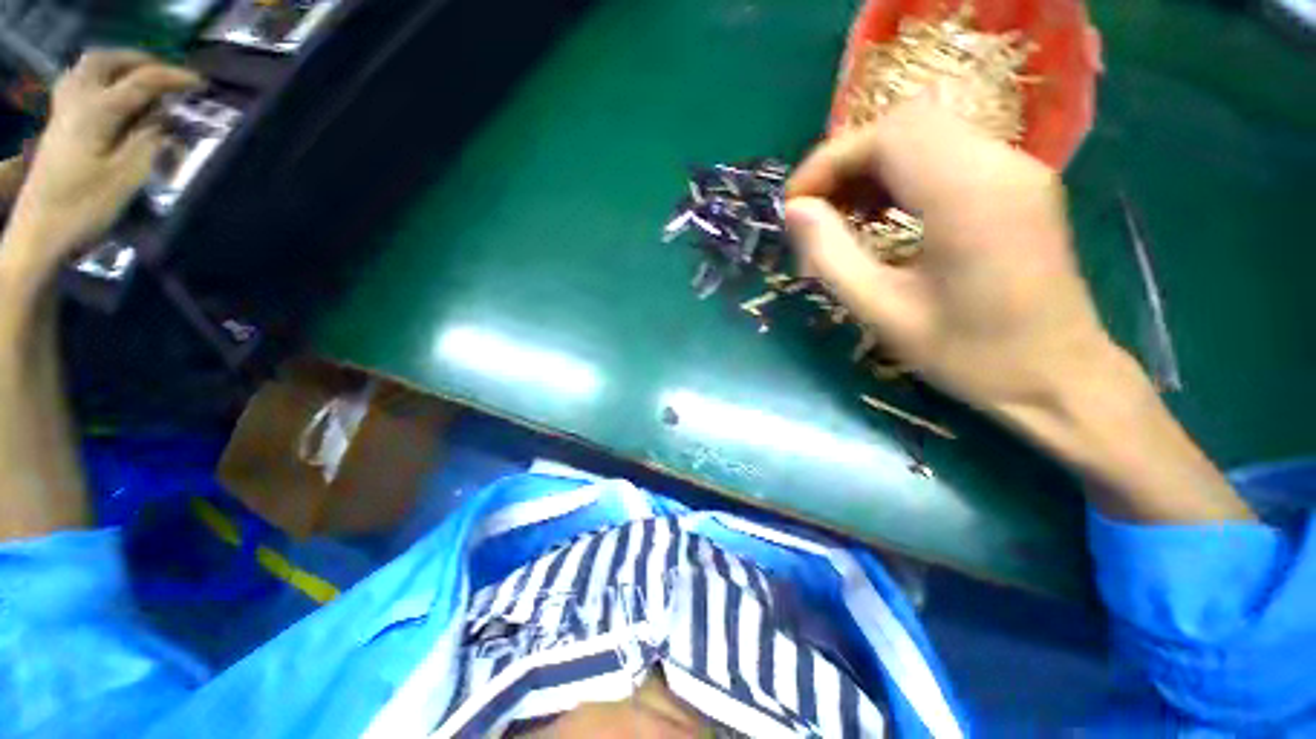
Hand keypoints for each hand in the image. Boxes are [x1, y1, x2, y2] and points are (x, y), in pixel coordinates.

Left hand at [5, 50, 200, 270]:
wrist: (39, 234)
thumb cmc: (84, 208)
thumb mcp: (126, 177)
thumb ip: (149, 140)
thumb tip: (166, 118)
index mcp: (96, 111)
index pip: (141, 82)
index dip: (173, 78)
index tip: (201, 84)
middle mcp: (76, 100)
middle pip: (107, 61)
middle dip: (140, 61)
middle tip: (166, 74)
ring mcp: (62, 112)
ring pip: (88, 68)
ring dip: (118, 66)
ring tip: (141, 79)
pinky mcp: (58, 126)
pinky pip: (78, 84)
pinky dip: (100, 79)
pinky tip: (112, 94)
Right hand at [784, 100, 1123, 423]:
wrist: (1057, 377)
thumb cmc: (968, 354)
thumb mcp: (881, 311)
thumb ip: (830, 255)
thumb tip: (795, 211)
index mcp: (968, 195)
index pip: (888, 136)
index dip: (829, 160)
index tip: (794, 203)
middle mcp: (1000, 164)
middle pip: (907, 124)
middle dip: (847, 161)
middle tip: (814, 208)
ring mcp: (1017, 169)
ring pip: (927, 134)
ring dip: (872, 166)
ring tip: (840, 212)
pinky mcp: (1019, 184)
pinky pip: (949, 154)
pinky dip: (902, 173)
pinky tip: (882, 213)